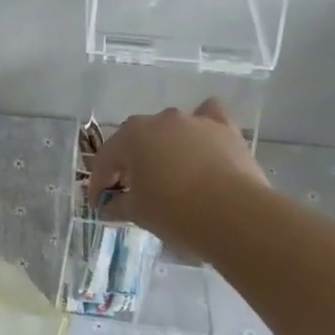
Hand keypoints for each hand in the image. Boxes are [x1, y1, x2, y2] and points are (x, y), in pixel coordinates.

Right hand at [85, 100, 265, 249]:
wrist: (236, 216)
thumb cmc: (176, 212)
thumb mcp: (138, 213)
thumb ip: (117, 206)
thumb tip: (108, 206)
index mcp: (131, 136)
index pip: (106, 159)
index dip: (99, 184)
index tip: (99, 205)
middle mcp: (160, 120)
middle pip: (136, 141)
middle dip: (129, 164)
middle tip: (130, 191)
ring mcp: (194, 121)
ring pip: (170, 129)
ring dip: (163, 148)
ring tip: (168, 175)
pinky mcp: (225, 129)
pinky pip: (208, 118)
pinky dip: (201, 129)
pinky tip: (201, 144)